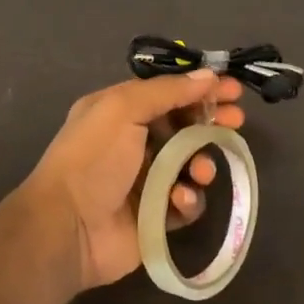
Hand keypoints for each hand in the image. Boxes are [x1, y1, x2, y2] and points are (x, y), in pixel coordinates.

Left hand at [22, 70, 247, 291]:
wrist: (67, 228)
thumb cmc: (92, 159)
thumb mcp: (123, 109)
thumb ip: (168, 91)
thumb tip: (208, 75)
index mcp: (120, 111)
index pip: (169, 93)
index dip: (201, 89)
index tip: (233, 89)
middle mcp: (134, 142)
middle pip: (185, 126)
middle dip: (212, 122)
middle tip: (236, 122)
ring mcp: (146, 180)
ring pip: (191, 164)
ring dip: (202, 163)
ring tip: (200, 170)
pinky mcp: (156, 215)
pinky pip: (186, 202)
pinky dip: (188, 199)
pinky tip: (178, 199)